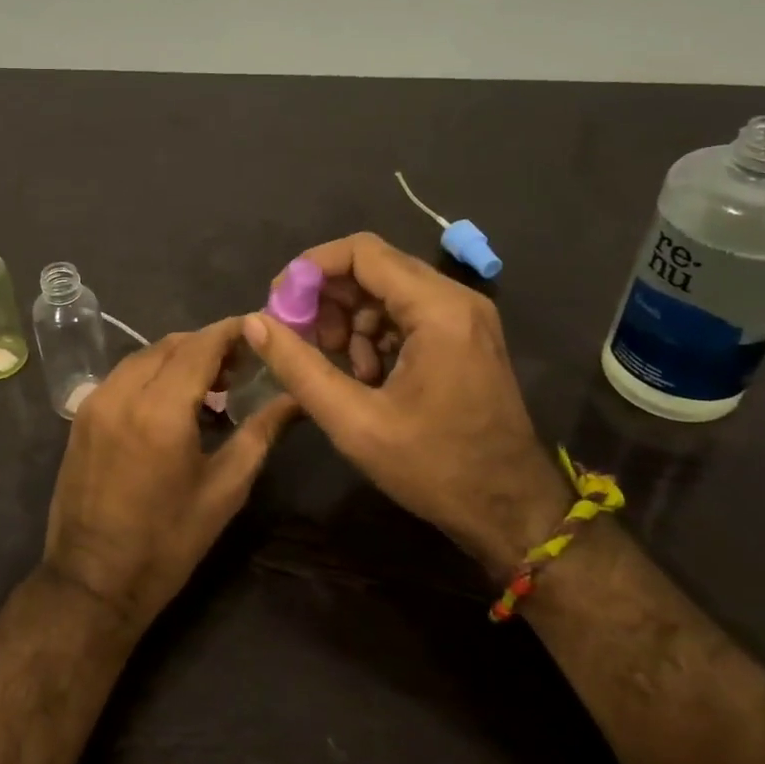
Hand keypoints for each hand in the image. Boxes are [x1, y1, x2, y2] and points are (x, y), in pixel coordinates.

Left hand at [42, 318, 293, 632]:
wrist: (92, 581)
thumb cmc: (167, 542)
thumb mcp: (224, 490)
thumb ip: (260, 433)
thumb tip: (294, 398)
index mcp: (160, 410)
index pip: (200, 346)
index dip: (232, 331)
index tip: (260, 330)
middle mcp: (122, 393)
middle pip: (170, 344)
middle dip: (207, 344)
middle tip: (242, 365)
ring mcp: (95, 402)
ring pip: (143, 357)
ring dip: (179, 357)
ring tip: (212, 384)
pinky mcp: (81, 416)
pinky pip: (123, 376)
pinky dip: (152, 374)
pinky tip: (173, 401)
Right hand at [242, 232, 566, 575]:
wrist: (511, 512)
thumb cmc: (435, 468)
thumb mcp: (354, 422)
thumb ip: (299, 367)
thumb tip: (253, 322)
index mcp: (437, 309)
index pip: (361, 252)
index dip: (310, 269)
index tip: (279, 304)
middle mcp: (456, 299)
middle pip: (374, 267)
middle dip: (328, 298)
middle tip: (303, 341)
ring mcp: (464, 317)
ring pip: (387, 290)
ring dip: (350, 320)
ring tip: (339, 367)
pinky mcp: (464, 336)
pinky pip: (406, 313)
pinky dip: (375, 334)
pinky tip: (367, 376)